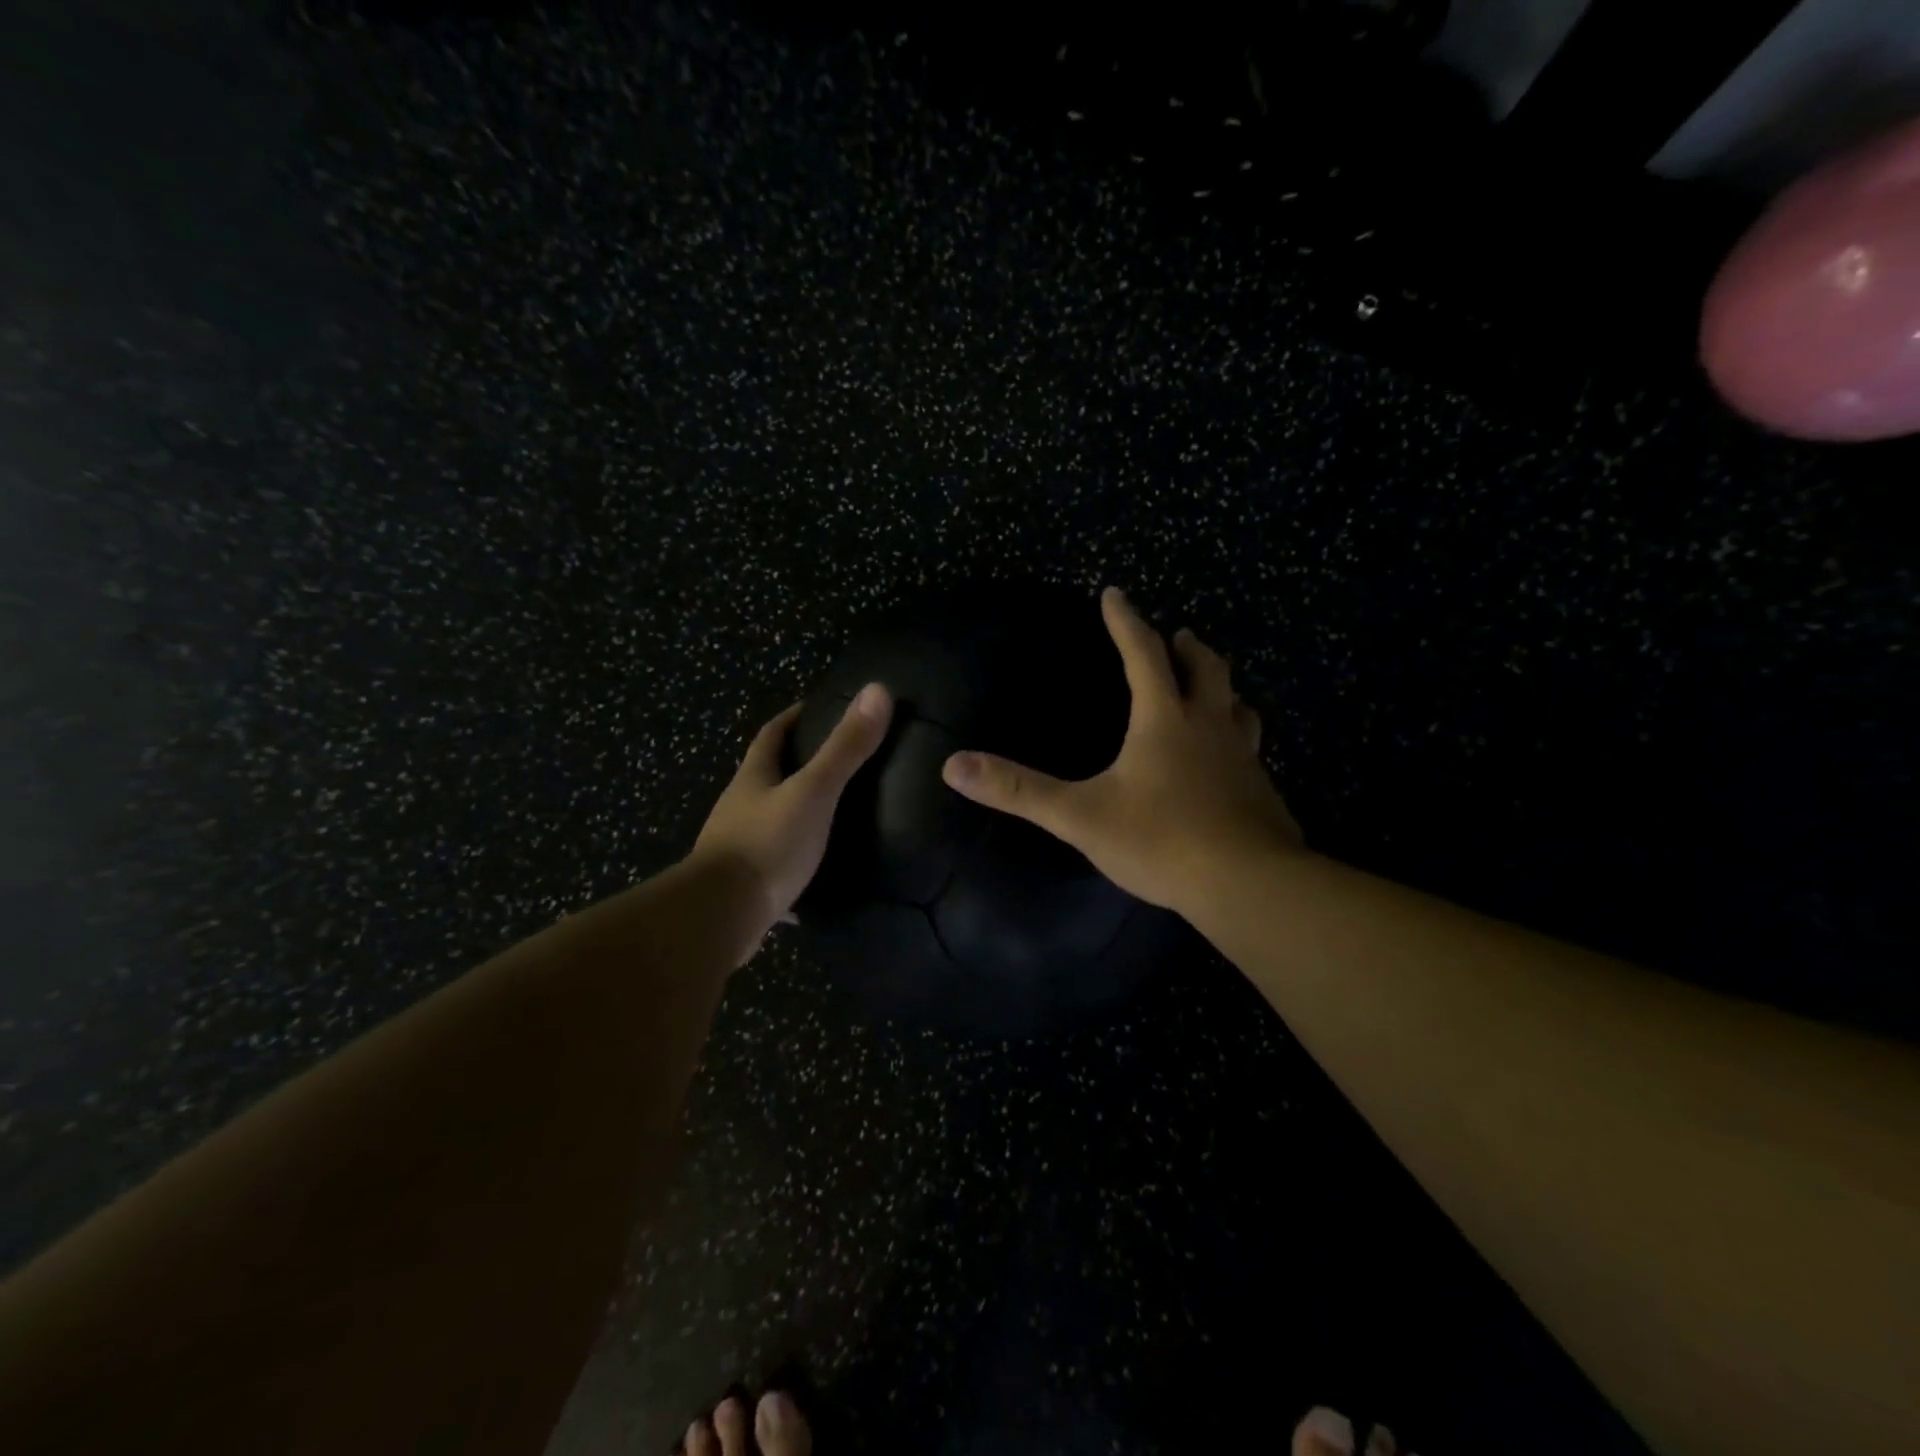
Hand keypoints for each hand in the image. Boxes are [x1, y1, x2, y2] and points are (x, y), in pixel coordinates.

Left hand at [692, 683, 892, 965]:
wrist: (720, 917)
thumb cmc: (767, 844)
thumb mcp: (813, 791)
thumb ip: (845, 748)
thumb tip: (877, 690)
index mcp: (753, 779)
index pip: (771, 735)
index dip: (792, 718)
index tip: (816, 708)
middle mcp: (740, 808)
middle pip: (767, 777)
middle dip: (796, 766)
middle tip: (838, 763)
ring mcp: (737, 848)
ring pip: (769, 821)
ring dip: (795, 814)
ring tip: (836, 817)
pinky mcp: (743, 885)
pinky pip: (774, 865)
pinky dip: (795, 864)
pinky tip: (820, 877)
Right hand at [941, 587, 1302, 917]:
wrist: (1246, 884)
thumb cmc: (1160, 840)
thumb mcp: (1079, 816)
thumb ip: (1018, 790)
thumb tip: (953, 765)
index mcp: (1164, 720)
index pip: (1143, 654)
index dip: (1125, 622)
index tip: (1115, 593)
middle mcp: (1209, 727)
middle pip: (1206, 670)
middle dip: (1188, 648)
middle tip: (1179, 635)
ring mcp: (1242, 758)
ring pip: (1237, 707)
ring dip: (1221, 688)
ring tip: (1212, 688)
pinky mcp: (1262, 791)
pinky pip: (1250, 750)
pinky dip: (1236, 737)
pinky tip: (1229, 761)